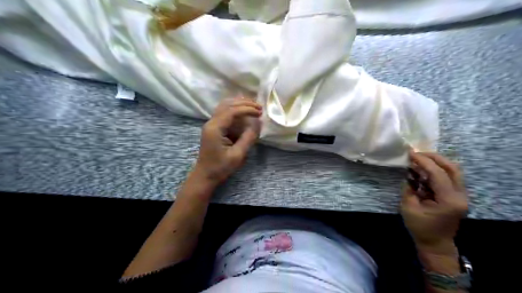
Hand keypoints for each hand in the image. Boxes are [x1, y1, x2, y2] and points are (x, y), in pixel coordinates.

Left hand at [191, 97, 260, 186]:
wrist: (205, 175)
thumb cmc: (220, 167)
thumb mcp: (238, 155)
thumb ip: (248, 138)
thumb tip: (258, 123)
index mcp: (215, 128)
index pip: (231, 111)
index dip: (247, 109)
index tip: (260, 112)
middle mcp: (211, 123)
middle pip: (227, 105)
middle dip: (244, 104)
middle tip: (259, 107)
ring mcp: (211, 124)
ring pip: (224, 106)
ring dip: (239, 104)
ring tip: (253, 107)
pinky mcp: (213, 128)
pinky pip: (224, 113)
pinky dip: (235, 110)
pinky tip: (244, 112)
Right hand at [401, 151, 468, 253]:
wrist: (435, 243)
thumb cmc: (420, 227)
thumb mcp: (408, 207)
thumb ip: (409, 188)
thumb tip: (410, 174)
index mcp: (449, 200)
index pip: (438, 174)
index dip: (424, 161)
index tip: (411, 153)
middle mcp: (460, 196)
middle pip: (452, 168)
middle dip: (434, 157)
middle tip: (417, 153)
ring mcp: (462, 195)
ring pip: (454, 171)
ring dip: (437, 162)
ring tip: (420, 158)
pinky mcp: (457, 196)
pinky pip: (450, 177)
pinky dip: (438, 170)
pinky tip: (425, 169)